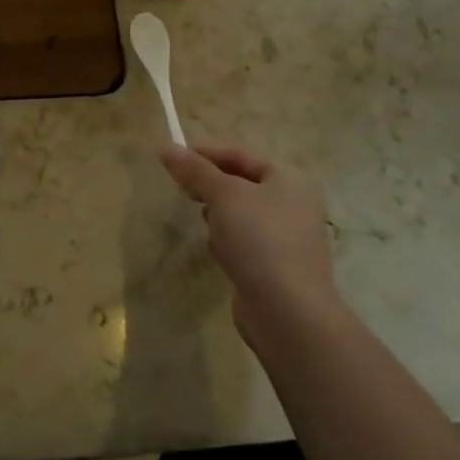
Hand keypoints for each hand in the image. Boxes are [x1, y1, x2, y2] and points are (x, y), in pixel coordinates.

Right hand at [159, 143, 338, 344]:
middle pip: (241, 184)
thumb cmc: (259, 239)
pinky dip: (228, 241)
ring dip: (218, 214)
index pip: (241, 155)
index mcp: (289, 181)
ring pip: (241, 214)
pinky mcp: (277, 267)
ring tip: (202, 221)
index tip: (174, 158)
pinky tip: (217, 251)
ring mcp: (288, 239)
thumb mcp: (223, 195)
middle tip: (181, 188)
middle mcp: (294, 205)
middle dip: (210, 185)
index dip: (206, 153)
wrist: (288, 313)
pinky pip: (245, 242)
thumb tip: (165, 147)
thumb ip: (195, 170)